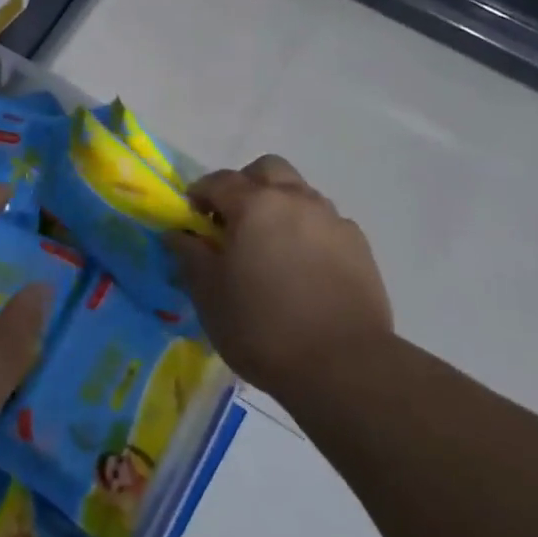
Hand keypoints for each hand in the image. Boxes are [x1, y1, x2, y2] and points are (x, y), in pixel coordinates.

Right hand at [168, 155, 393, 397]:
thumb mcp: (209, 295)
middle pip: (267, 170)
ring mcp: (332, 220)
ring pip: (300, 193)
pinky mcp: (359, 246)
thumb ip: (190, 255)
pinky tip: (303, 269)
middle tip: (233, 223)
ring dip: (279, 206)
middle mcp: (296, 200)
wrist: (344, 365)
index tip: (191, 219)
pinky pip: (325, 223)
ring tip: (270, 248)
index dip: (199, 194)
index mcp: (254, 205)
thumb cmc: (262, 328)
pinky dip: (307, 232)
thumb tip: (178, 233)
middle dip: (245, 186)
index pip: (218, 180)